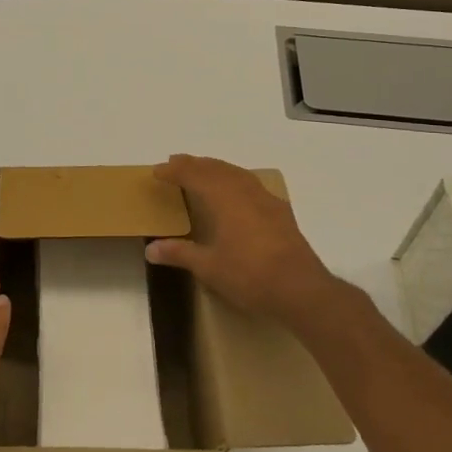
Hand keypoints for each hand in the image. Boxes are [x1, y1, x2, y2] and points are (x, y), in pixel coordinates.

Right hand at [146, 154, 354, 328]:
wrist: (301, 289)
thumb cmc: (249, 275)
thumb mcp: (208, 267)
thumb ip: (179, 253)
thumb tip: (150, 249)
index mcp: (224, 199)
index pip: (194, 175)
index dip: (174, 171)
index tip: (157, 170)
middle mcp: (245, 192)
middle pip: (216, 168)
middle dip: (194, 164)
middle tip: (176, 162)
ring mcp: (266, 200)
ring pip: (237, 173)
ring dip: (217, 168)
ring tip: (203, 170)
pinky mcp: (281, 213)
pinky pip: (253, 185)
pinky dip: (237, 179)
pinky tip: (238, 192)